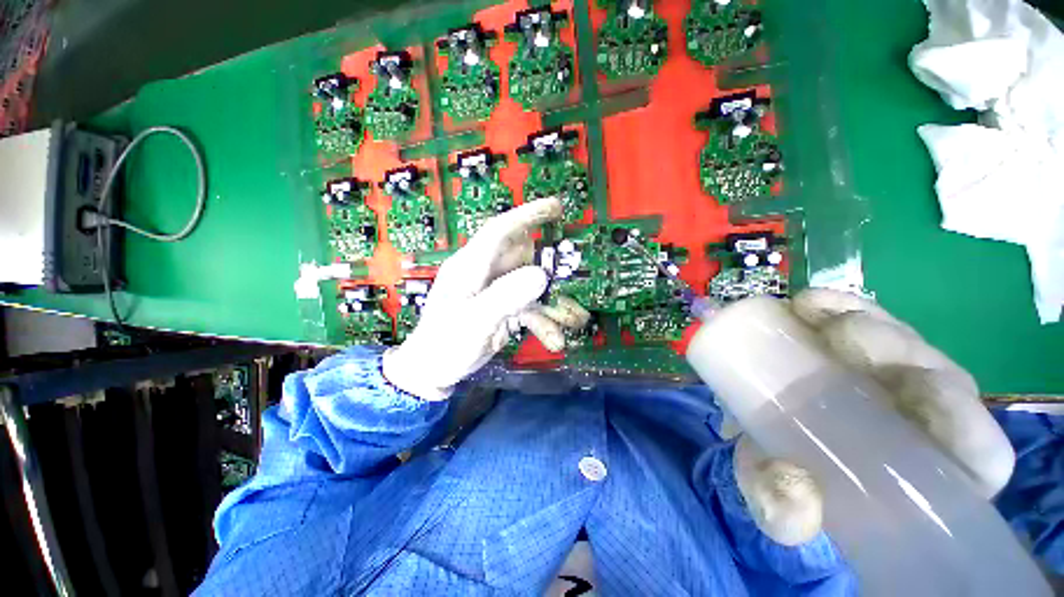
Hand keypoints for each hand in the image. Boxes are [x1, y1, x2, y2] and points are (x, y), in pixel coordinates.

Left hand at [383, 198, 590, 400]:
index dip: (527, 215)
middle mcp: (485, 273)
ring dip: (552, 302)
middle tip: (571, 279)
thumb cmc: (445, 344)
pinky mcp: (503, 309)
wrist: (433, 372)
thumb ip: (506, 296)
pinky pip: (529, 307)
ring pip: (531, 285)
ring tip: (574, 318)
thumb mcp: (474, 321)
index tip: (556, 207)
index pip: (500, 230)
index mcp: (471, 266)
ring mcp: (496, 292)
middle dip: (550, 269)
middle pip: (524, 259)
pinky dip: (543, 321)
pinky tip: (554, 339)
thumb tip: (541, 275)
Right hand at [734, 289, 1015, 545]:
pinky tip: (807, 304)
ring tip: (811, 315)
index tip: (910, 391)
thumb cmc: (790, 482)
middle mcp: (920, 420)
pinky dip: (835, 305)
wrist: (764, 443)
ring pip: (901, 338)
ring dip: (864, 321)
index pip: (977, 450)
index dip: (960, 419)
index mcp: (923, 472)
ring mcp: (887, 378)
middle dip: (897, 350)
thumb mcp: (778, 506)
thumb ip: (782, 511)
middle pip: (938, 374)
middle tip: (839, 338)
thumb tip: (797, 499)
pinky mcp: (849, 349)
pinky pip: (857, 316)